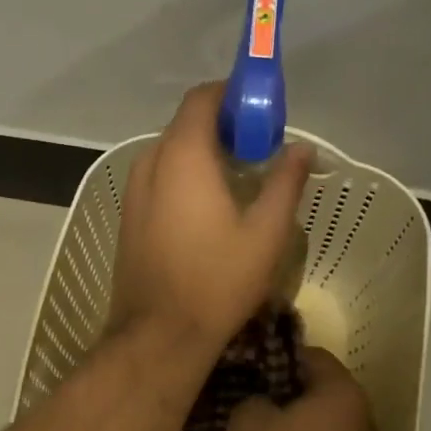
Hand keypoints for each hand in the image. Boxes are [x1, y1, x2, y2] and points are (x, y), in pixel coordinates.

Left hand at [108, 82, 310, 350]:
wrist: (159, 335)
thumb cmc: (218, 281)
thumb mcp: (266, 233)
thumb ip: (285, 182)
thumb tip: (301, 149)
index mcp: (183, 156)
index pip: (203, 98)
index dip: (234, 95)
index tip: (264, 114)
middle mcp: (150, 163)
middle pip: (186, 125)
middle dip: (223, 127)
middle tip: (260, 150)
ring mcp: (134, 193)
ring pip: (170, 154)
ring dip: (203, 155)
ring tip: (239, 181)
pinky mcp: (129, 218)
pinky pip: (159, 180)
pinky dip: (185, 179)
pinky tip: (209, 209)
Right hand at [223, 347, 379, 430]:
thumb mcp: (246, 421)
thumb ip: (251, 399)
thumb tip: (261, 404)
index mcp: (342, 392)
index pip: (311, 355)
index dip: (275, 357)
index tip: (245, 368)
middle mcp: (362, 418)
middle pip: (316, 394)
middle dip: (280, 396)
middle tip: (242, 401)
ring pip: (316, 430)